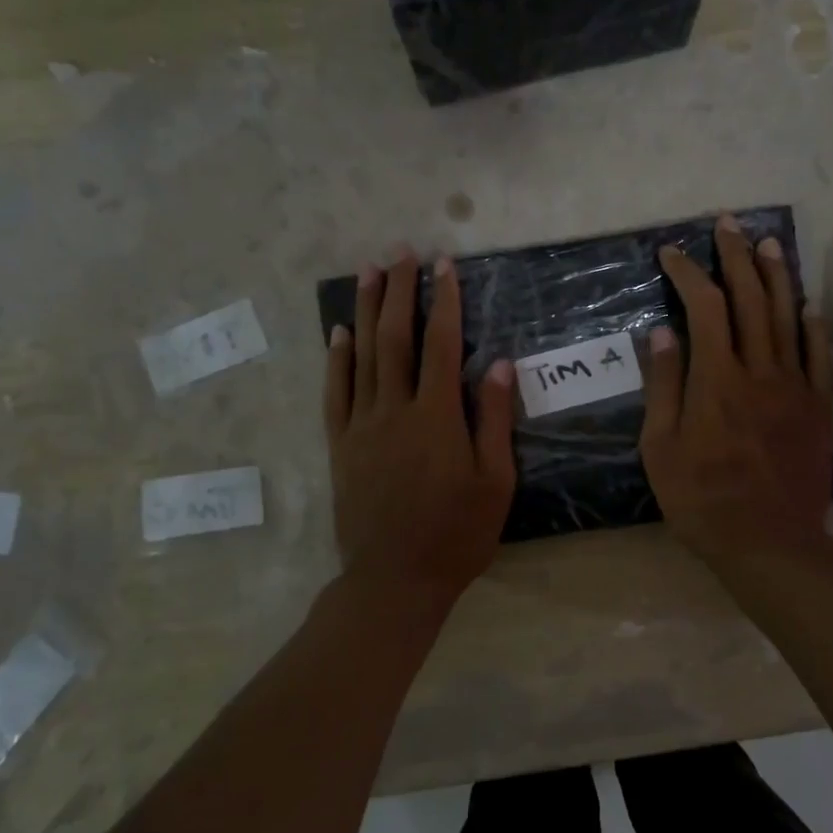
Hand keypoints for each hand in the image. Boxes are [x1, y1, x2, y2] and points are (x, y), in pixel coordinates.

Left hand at [325, 250, 516, 618]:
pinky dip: (336, 358)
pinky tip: (338, 332)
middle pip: (395, 338)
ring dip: (366, 310)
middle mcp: (394, 410)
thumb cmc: (457, 534)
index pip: (440, 344)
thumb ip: (494, 419)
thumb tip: (498, 363)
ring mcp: (361, 426)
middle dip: (399, 291)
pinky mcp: (340, 445)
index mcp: (436, 417)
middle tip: (399, 252)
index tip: (443, 265)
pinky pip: (335, 392)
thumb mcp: (495, 482)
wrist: (394, 580)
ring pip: (361, 356)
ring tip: (368, 272)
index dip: (443, 301)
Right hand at [641, 215, 832, 566]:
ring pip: (788, 318)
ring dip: (777, 276)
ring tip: (768, 243)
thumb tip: (662, 331)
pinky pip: (819, 357)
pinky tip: (808, 305)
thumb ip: (663, 386)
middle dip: (736, 257)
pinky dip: (813, 326)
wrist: (770, 544)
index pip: (705, 307)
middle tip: (727, 224)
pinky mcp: (818, 409)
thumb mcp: (661, 448)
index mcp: (717, 379)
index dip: (688, 273)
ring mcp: (795, 387)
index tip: (671, 253)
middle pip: (751, 299)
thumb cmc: (703, 500)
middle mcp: (760, 371)